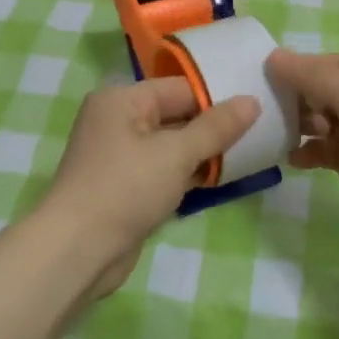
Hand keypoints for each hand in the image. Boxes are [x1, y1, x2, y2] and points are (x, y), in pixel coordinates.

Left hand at [41, 77, 257, 293]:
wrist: (78, 250)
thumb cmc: (125, 189)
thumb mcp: (176, 154)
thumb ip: (216, 128)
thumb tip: (252, 101)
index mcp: (122, 100)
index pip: (180, 88)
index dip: (218, 98)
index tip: (258, 109)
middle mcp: (117, 121)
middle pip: (176, 116)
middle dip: (214, 128)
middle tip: (261, 133)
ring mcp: (120, 156)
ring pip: (173, 146)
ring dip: (205, 154)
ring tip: (250, 155)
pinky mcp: (126, 186)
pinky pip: (164, 171)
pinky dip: (189, 175)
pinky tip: (221, 180)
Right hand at [266, 50, 338, 270]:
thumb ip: (317, 78)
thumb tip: (276, 57)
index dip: (309, 65)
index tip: (271, 72)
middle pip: (335, 93)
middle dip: (304, 96)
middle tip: (272, 104)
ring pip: (330, 124)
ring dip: (304, 125)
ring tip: (281, 130)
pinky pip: (330, 153)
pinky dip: (311, 153)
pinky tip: (293, 159)